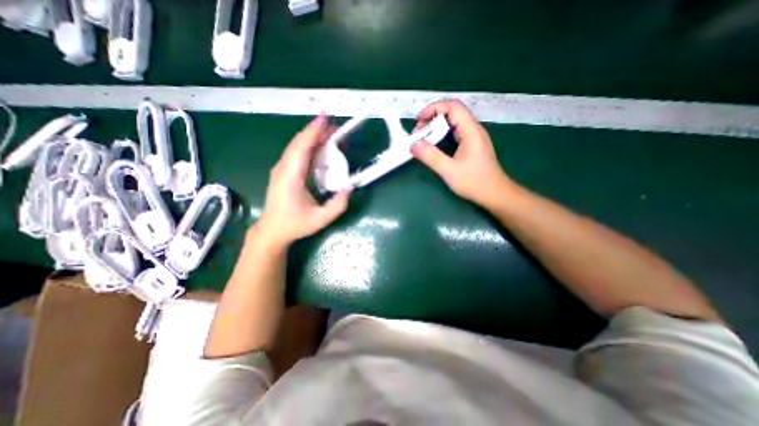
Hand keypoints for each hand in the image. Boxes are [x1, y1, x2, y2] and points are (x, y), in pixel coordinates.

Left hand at [254, 115, 351, 248]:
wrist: (272, 230)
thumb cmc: (295, 225)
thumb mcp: (321, 219)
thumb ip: (338, 205)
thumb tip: (350, 187)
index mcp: (290, 177)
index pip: (301, 148)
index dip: (313, 131)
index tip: (325, 118)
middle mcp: (283, 168)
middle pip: (299, 143)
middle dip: (317, 131)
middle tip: (336, 127)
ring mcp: (281, 169)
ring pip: (297, 146)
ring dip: (313, 137)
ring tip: (331, 134)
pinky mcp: (283, 171)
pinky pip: (296, 153)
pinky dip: (309, 146)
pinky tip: (320, 147)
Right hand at [413, 98, 511, 206]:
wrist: (494, 194)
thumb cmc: (474, 182)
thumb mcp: (449, 170)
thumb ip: (431, 156)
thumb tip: (413, 144)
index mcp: (471, 131)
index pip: (453, 106)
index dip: (434, 108)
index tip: (419, 120)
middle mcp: (473, 129)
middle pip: (452, 112)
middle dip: (432, 117)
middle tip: (418, 132)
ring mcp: (473, 137)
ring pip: (453, 122)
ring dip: (436, 126)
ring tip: (423, 138)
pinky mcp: (471, 145)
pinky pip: (455, 132)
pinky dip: (442, 134)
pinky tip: (434, 144)